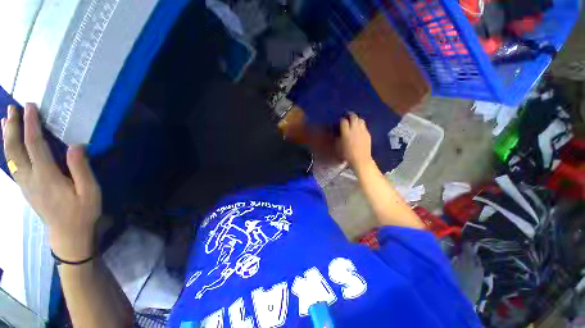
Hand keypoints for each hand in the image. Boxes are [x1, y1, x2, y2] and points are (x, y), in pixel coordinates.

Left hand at [2, 104, 100, 260]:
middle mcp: (30, 178)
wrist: (68, 234)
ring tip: (5, 121)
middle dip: (11, 127)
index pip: (34, 145)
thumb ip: (81, 169)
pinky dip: (9, 150)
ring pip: (10, 157)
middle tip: (11, 109)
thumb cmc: (82, 212)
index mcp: (46, 177)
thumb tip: (76, 145)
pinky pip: (13, 165)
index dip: (31, 125)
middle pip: (15, 149)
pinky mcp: (25, 188)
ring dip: (6, 137)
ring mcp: (25, 184)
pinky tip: (10, 145)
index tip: (30, 107)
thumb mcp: (90, 191)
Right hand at [339, 112, 373, 169]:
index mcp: (346, 132)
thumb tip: (338, 132)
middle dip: (350, 115)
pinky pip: (364, 126)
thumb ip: (338, 137)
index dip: (341, 120)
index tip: (340, 121)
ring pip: (360, 120)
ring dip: (357, 119)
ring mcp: (362, 131)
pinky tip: (359, 128)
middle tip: (347, 115)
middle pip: (353, 117)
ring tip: (354, 120)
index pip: (343, 121)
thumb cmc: (347, 154)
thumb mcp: (338, 146)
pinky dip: (361, 125)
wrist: (360, 159)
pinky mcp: (368, 134)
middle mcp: (355, 129)